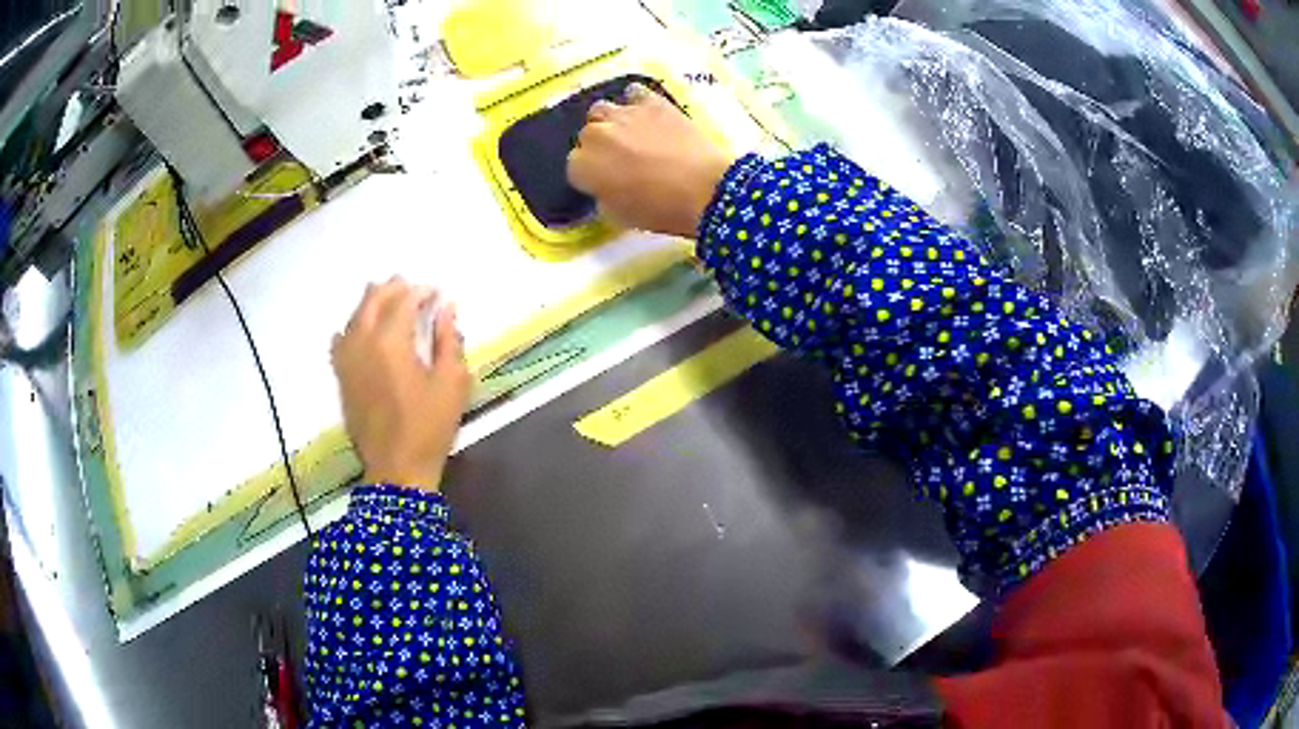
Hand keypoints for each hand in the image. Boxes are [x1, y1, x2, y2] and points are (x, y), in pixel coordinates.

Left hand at [331, 279, 471, 490]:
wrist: (396, 468)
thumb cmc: (429, 426)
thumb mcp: (452, 382)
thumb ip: (448, 339)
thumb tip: (446, 306)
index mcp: (391, 341)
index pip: (403, 300)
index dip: (421, 292)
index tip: (437, 294)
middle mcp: (362, 343)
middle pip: (372, 300)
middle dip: (394, 289)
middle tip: (413, 290)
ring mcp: (347, 360)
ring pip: (354, 316)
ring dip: (372, 303)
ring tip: (389, 302)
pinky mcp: (341, 377)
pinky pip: (339, 341)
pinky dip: (352, 328)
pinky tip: (360, 332)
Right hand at [566, 83, 736, 237]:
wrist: (704, 188)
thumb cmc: (659, 209)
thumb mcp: (618, 215)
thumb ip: (602, 196)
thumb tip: (605, 185)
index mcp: (582, 165)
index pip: (575, 166)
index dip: (591, 176)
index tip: (606, 183)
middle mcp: (595, 134)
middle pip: (588, 135)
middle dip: (599, 148)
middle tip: (620, 161)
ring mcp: (623, 114)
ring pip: (602, 110)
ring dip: (610, 122)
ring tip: (628, 134)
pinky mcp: (651, 102)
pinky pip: (633, 92)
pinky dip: (635, 101)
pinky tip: (644, 113)